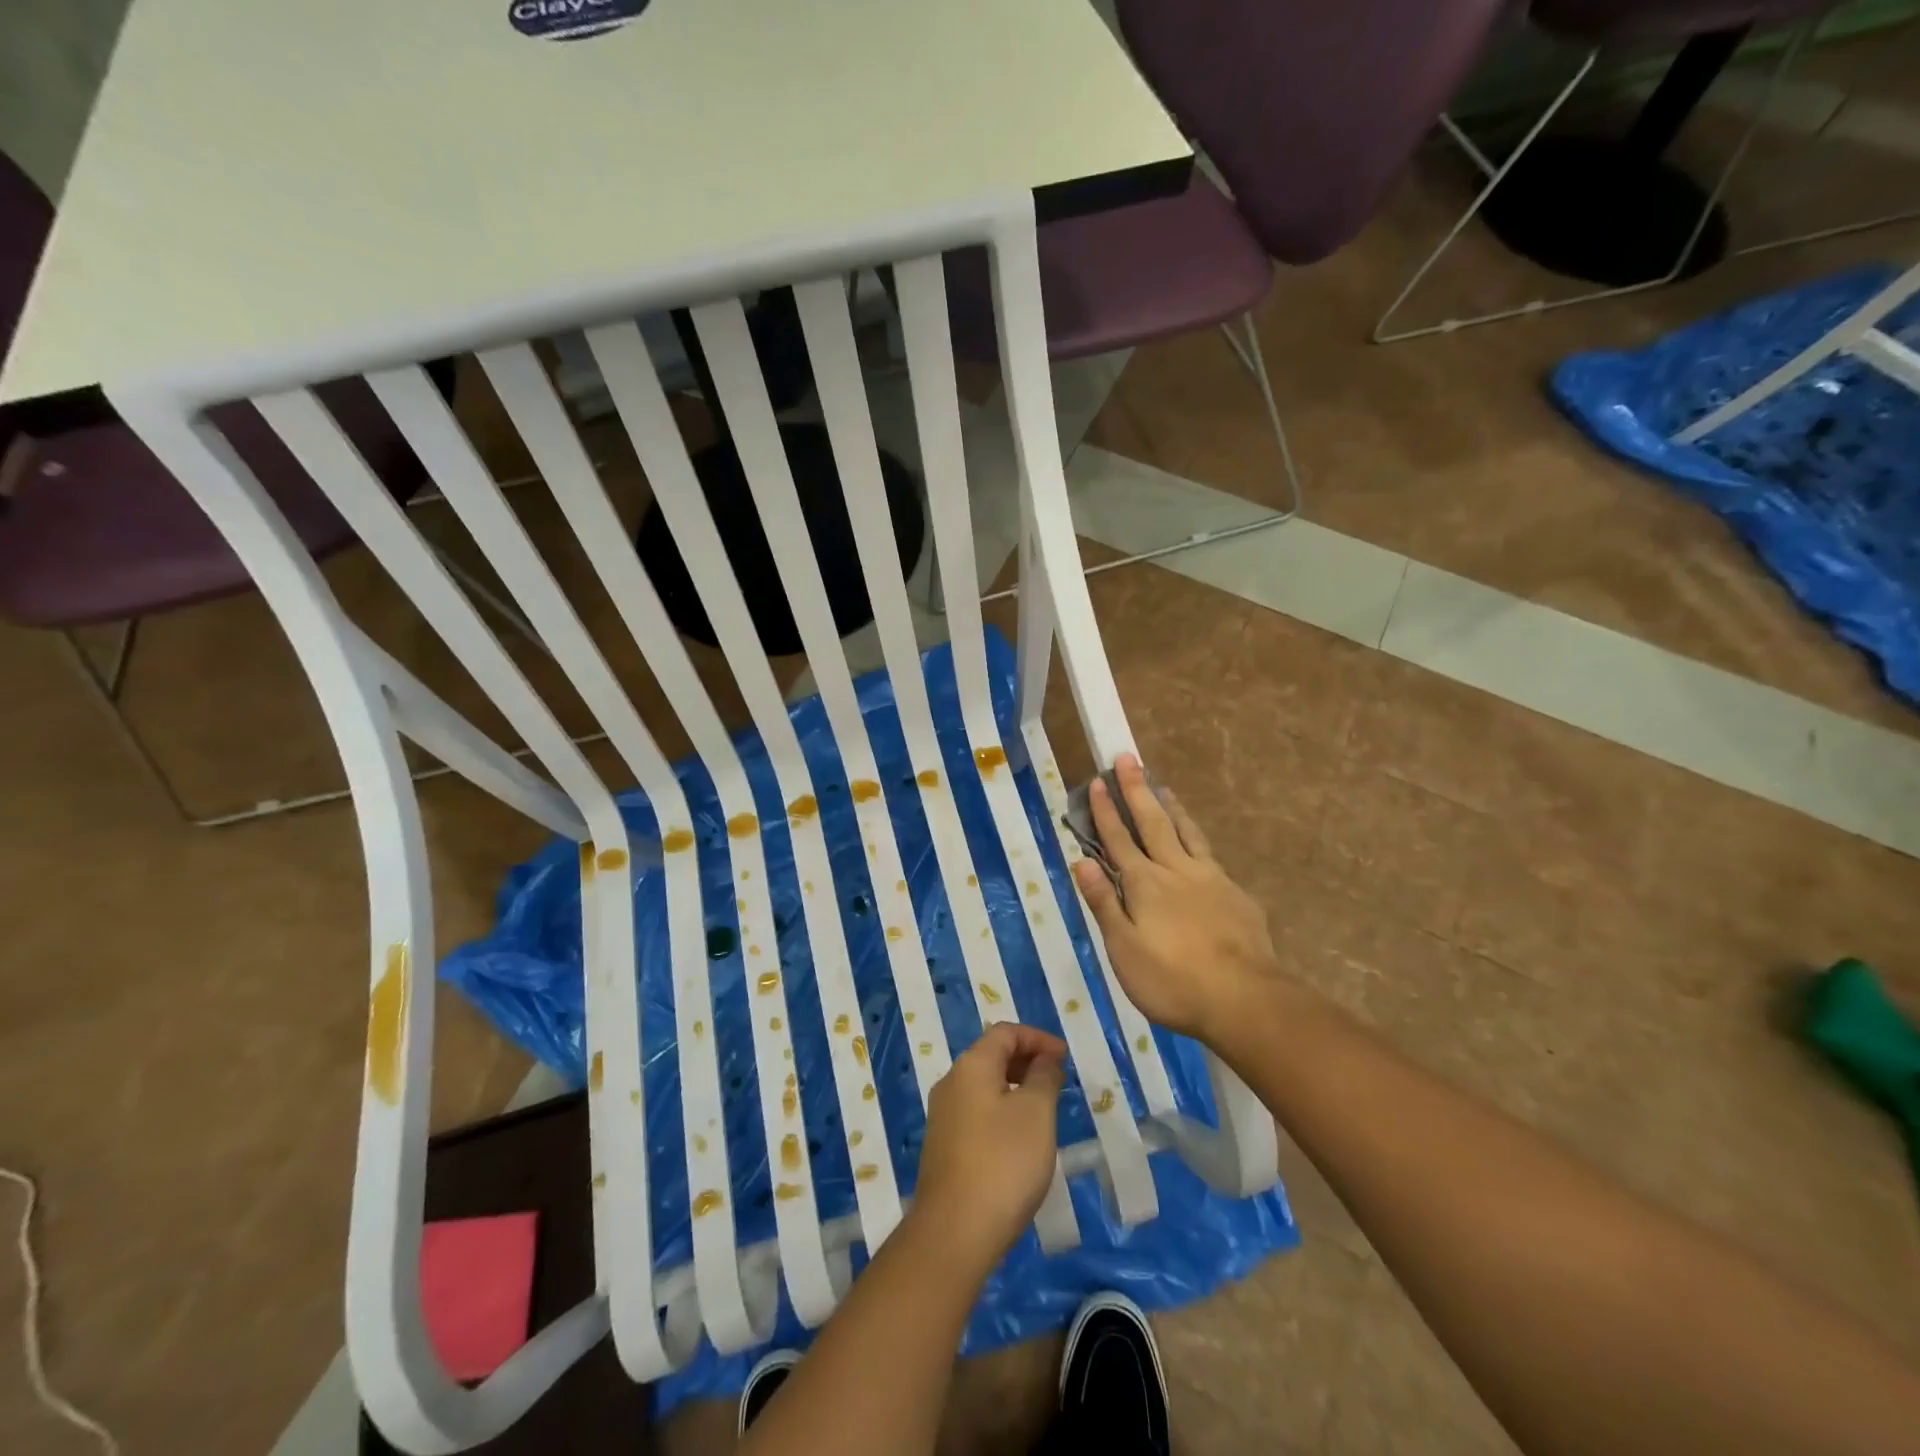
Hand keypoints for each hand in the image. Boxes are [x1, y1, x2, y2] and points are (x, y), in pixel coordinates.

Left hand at [912, 1022, 1066, 1273]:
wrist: (954, 1233)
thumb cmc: (1003, 1163)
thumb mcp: (1036, 1113)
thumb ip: (1044, 1077)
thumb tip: (1045, 1059)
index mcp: (971, 1066)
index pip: (1005, 1033)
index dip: (1038, 1038)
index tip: (1065, 1058)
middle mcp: (951, 1083)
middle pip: (992, 1055)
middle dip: (1027, 1061)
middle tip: (1058, 1082)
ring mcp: (944, 1116)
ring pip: (984, 1086)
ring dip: (1016, 1088)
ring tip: (1045, 1110)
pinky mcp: (944, 1147)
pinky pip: (977, 1112)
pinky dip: (1002, 1111)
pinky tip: (1021, 1141)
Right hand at [1070, 754, 1282, 1043]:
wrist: (1243, 998)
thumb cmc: (1172, 980)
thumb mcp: (1124, 949)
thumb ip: (1104, 903)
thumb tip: (1080, 862)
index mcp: (1144, 884)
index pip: (1118, 840)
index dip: (1105, 811)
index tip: (1096, 782)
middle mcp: (1176, 870)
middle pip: (1152, 822)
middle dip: (1136, 790)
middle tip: (1128, 759)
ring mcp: (1210, 878)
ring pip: (1186, 832)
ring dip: (1170, 807)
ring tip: (1162, 787)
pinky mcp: (1235, 893)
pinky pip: (1210, 855)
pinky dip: (1197, 838)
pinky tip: (1197, 843)